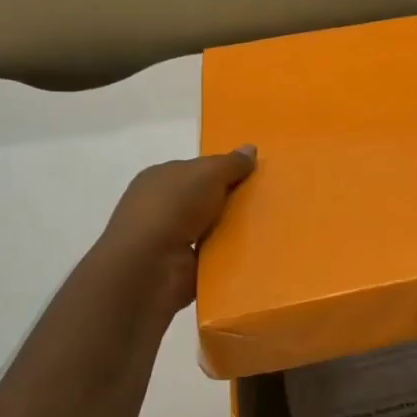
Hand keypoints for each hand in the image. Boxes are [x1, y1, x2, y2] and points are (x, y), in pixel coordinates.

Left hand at [91, 147, 256, 330]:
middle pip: (205, 200)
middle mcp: (161, 206)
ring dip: (231, 231)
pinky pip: (211, 256)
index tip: (253, 177)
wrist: (149, 267)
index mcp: (160, 178)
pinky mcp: (178, 268)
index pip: (196, 170)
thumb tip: (251, 148)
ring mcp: (168, 239)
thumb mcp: (208, 173)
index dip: (223, 171)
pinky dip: (226, 256)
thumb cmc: (173, 207)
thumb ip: (231, 163)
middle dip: (231, 202)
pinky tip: (251, 254)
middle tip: (266, 203)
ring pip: (210, 229)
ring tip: (266, 230)